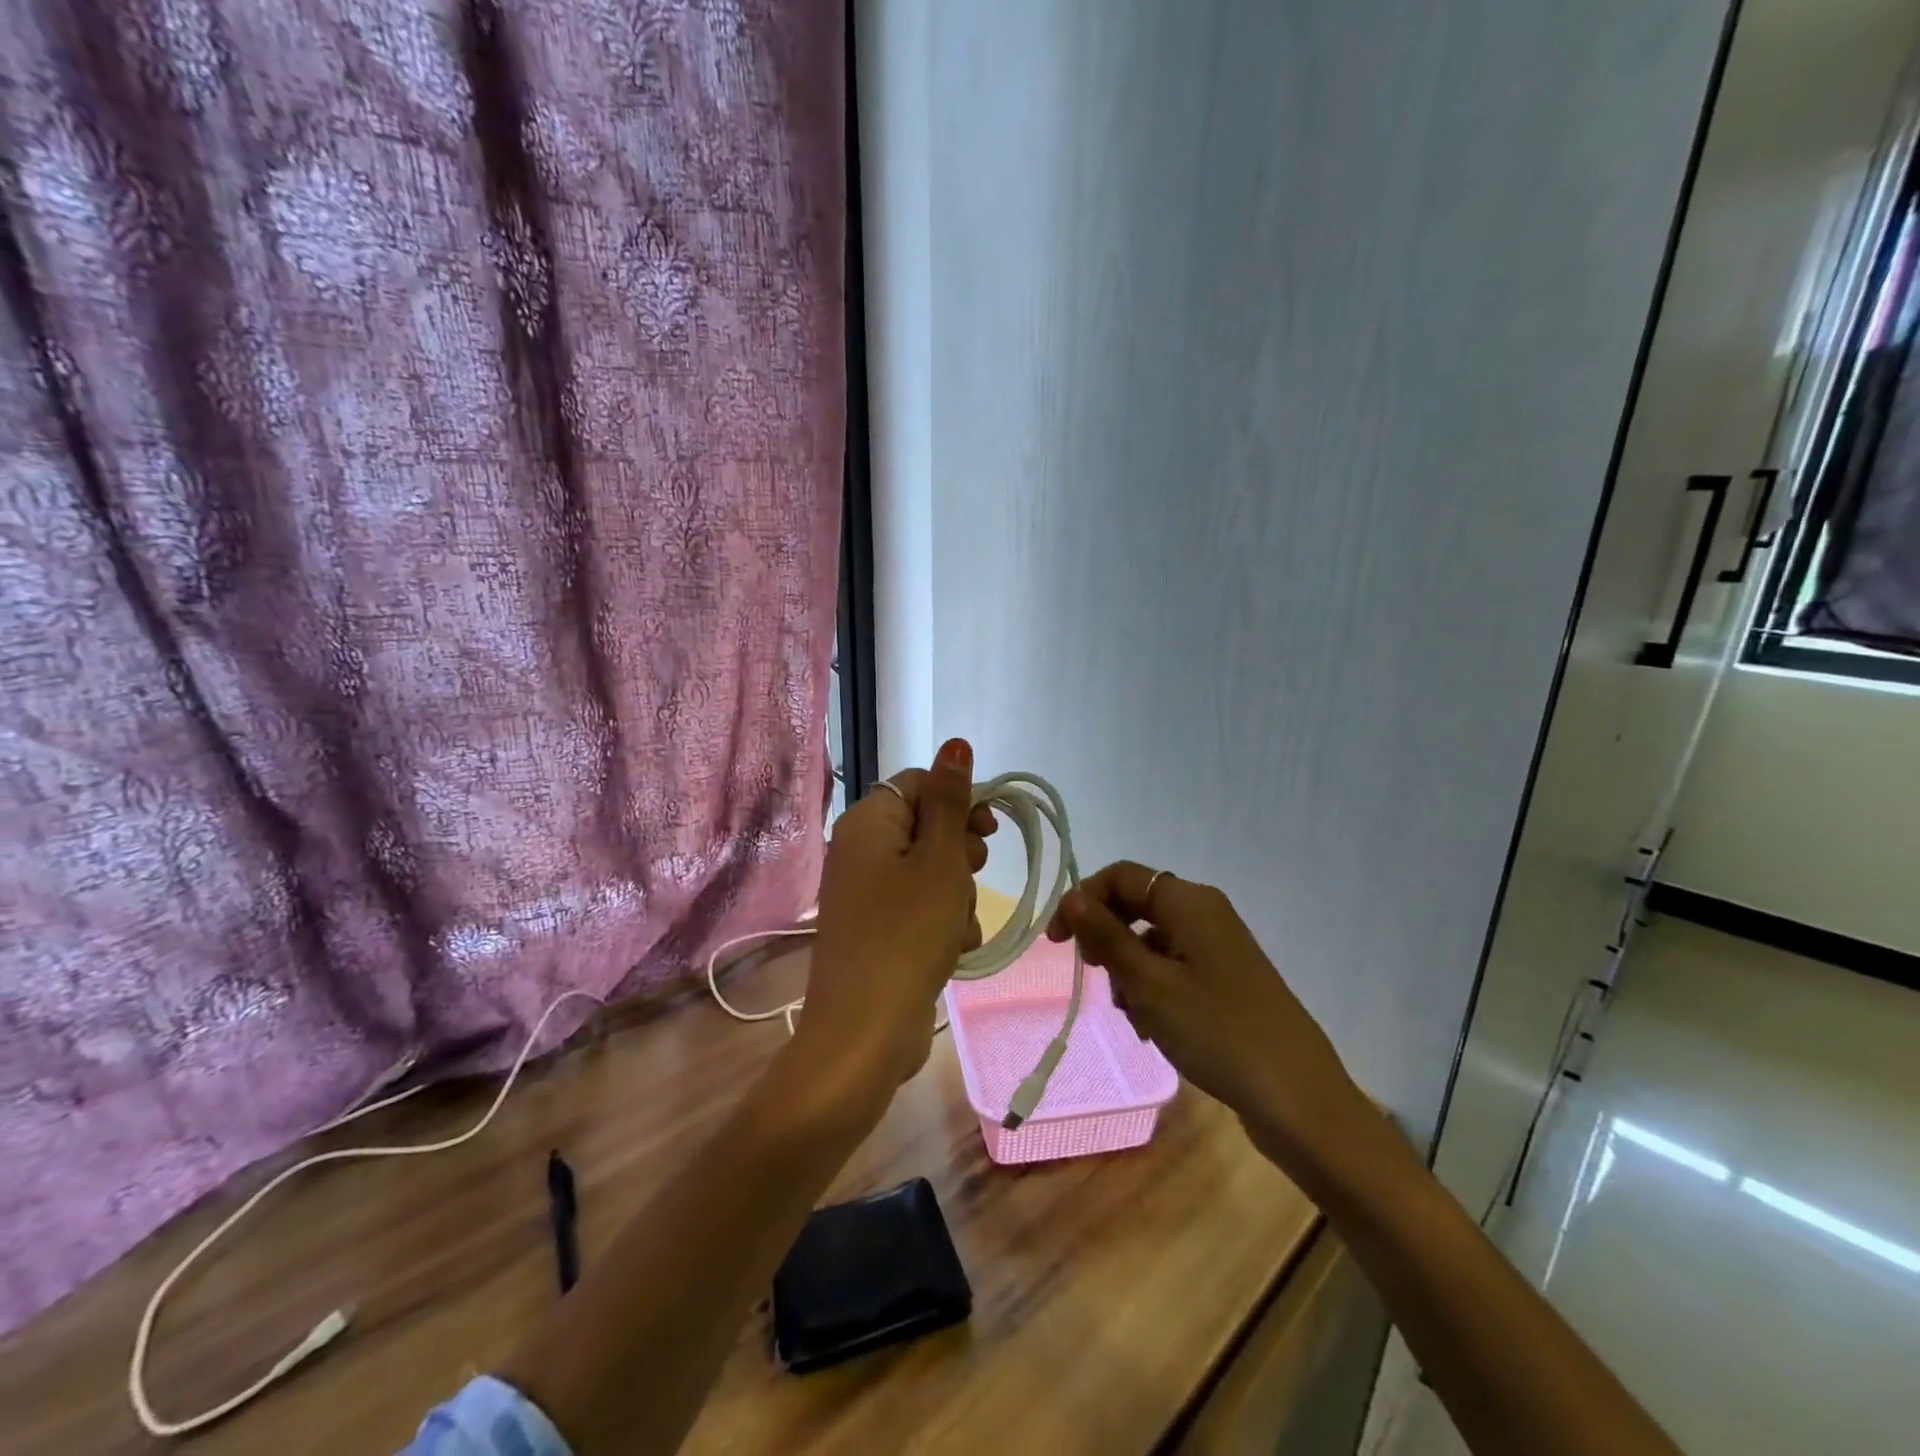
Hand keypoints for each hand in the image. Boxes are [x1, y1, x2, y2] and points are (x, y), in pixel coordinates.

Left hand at [798, 738, 995, 1094]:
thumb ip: (950, 800)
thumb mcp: (939, 859)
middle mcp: (860, 850)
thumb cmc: (908, 933)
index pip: (921, 784)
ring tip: (959, 924)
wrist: (866, 1031)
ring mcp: (865, 893)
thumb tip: (954, 744)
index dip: (960, 800)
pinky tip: (953, 948)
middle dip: (959, 852)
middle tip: (970, 875)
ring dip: (957, 893)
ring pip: (929, 871)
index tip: (990, 829)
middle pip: (926, 827)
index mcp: (868, 822)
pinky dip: (942, 922)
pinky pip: (919, 907)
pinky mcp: (876, 929)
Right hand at [1047, 862, 1369, 1172]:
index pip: (1121, 876)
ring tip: (1135, 1018)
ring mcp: (1220, 949)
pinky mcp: (1227, 981)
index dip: (1083, 900)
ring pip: (1153, 944)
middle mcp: (1206, 914)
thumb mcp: (1149, 983)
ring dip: (1131, 974)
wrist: (1297, 1098)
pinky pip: (1175, 971)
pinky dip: (1155, 992)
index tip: (1058, 942)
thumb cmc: (1216, 1030)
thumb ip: (1107, 936)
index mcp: (1189, 902)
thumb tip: (1073, 897)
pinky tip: (1155, 1030)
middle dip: (1109, 942)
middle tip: (1099, 980)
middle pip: (1137, 907)